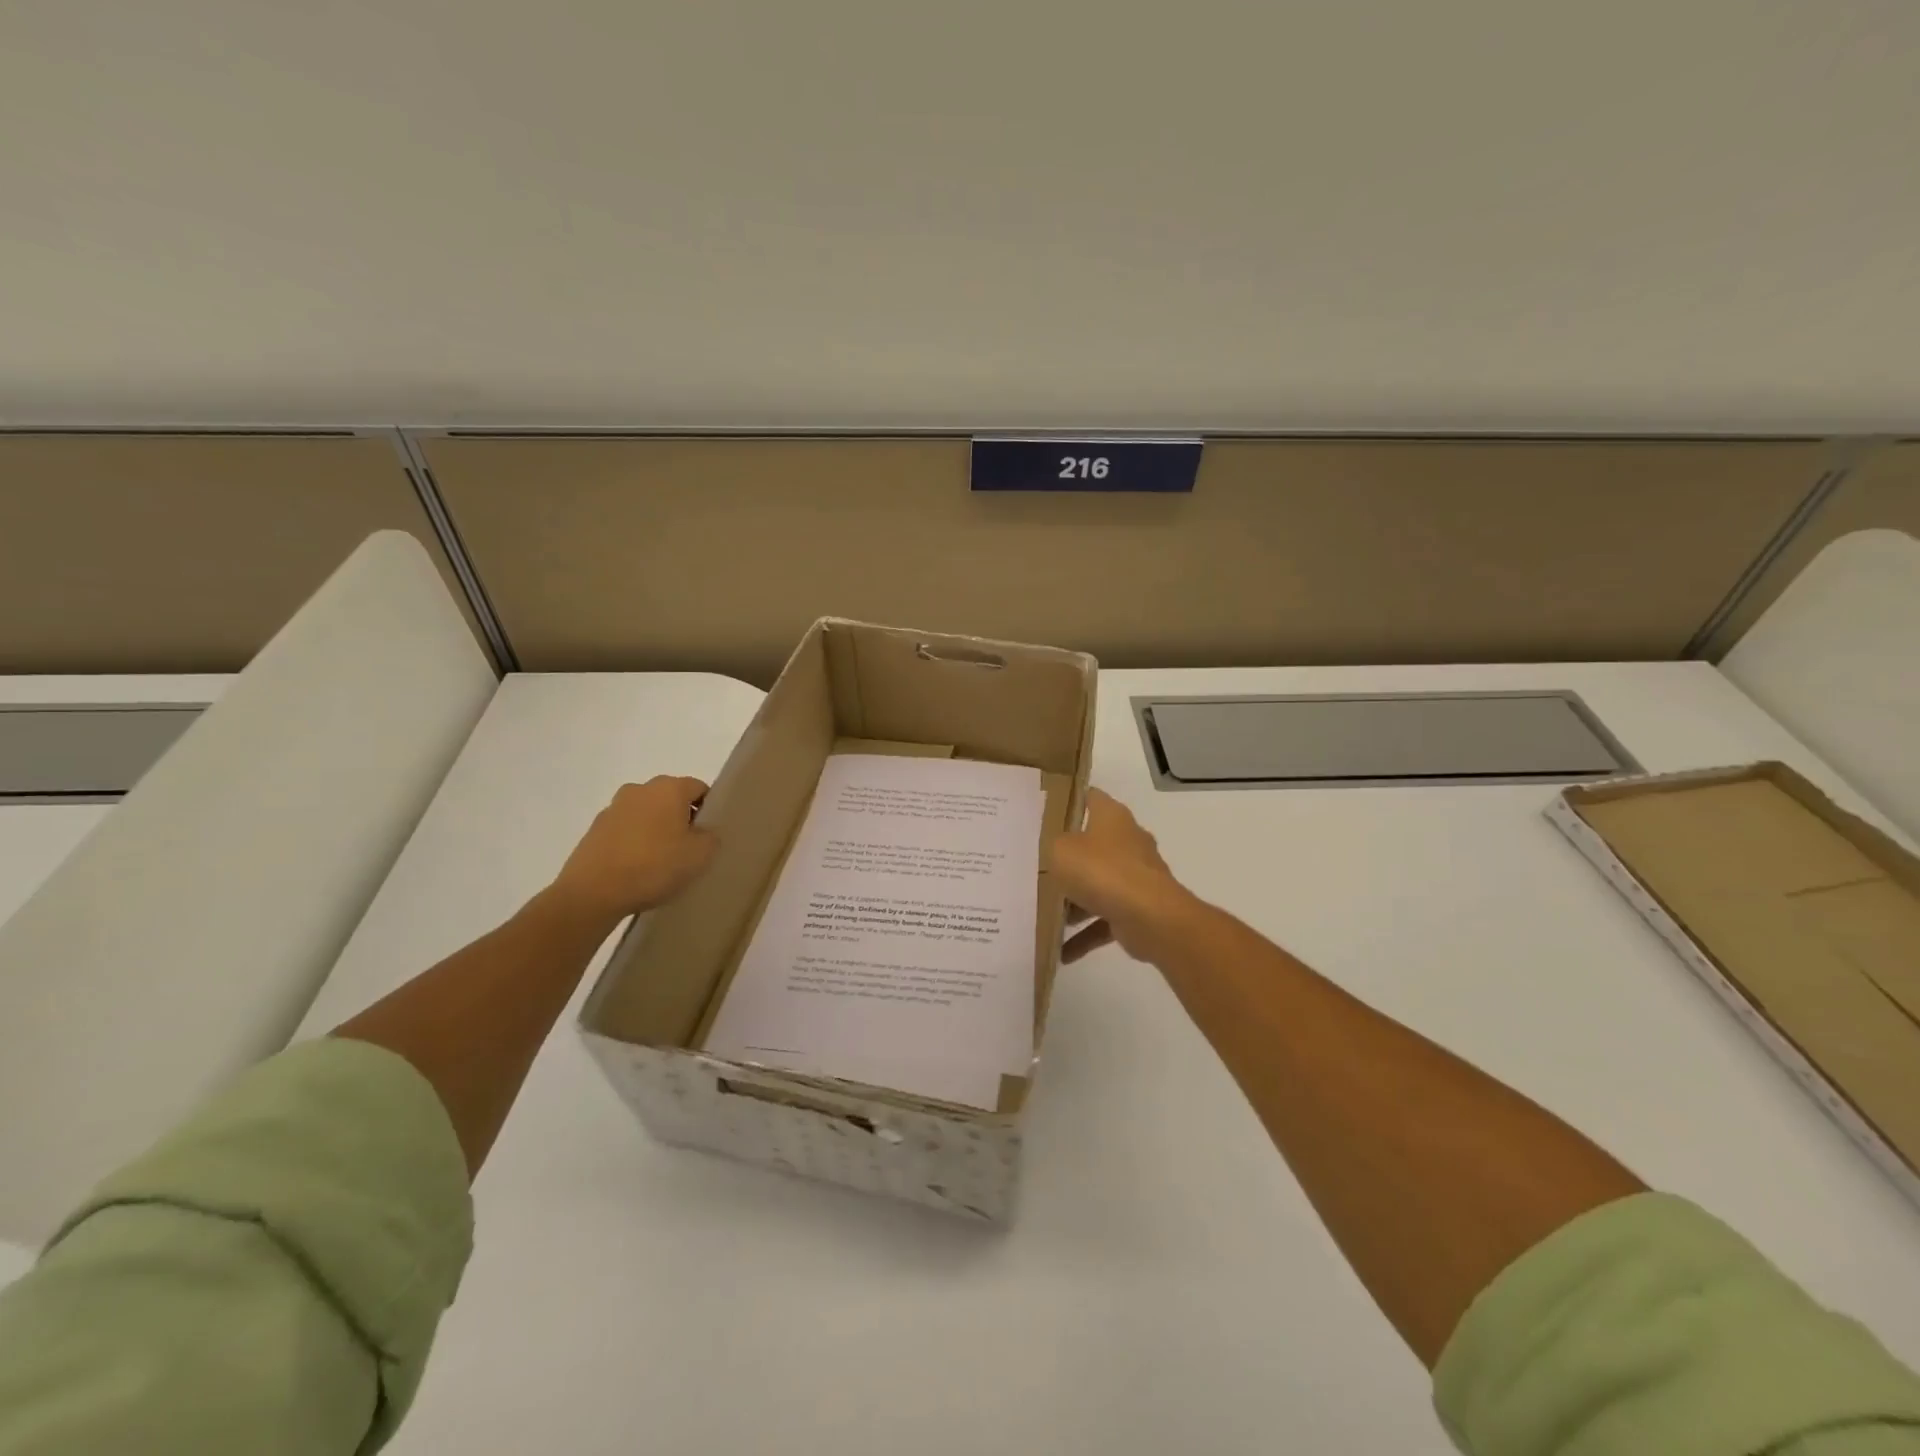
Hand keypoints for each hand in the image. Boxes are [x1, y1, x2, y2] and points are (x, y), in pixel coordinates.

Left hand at [548, 776, 716, 925]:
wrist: (593, 892)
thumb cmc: (654, 866)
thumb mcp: (700, 855)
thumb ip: (711, 837)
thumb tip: (703, 832)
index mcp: (669, 788)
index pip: (699, 788)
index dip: (708, 809)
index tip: (709, 835)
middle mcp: (640, 789)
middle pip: (671, 798)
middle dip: (681, 819)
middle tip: (688, 849)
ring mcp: (613, 808)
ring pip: (647, 814)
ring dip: (656, 830)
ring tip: (660, 862)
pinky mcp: (594, 830)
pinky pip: (626, 830)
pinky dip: (634, 842)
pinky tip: (637, 869)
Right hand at [1049, 789, 1195, 963]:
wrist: (1151, 918)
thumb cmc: (1102, 871)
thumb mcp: (1060, 850)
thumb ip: (1051, 846)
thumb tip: (1052, 851)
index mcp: (1112, 817)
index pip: (1090, 797)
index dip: (1068, 800)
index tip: (1044, 810)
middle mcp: (1127, 842)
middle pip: (1091, 843)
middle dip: (1066, 856)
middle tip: (1035, 863)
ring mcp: (1135, 877)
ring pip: (1097, 884)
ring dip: (1074, 901)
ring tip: (1043, 912)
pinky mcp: (1137, 909)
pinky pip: (1104, 920)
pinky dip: (1084, 934)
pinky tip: (1062, 951)